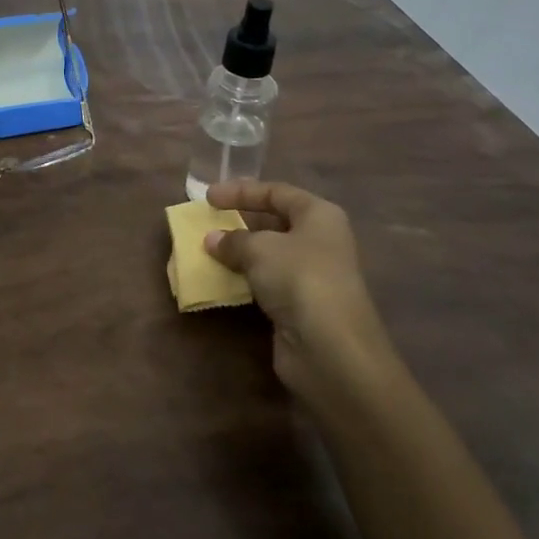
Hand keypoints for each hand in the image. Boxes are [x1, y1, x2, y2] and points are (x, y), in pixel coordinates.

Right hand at [204, 179, 397, 400]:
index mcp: (319, 215)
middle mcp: (320, 240)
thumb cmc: (299, 278)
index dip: (242, 191)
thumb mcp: (260, 249)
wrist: (330, 348)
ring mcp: (312, 274)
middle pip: (276, 221)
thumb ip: (233, 240)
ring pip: (270, 254)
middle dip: (241, 221)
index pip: (277, 192)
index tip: (208, 197)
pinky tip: (223, 279)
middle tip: (208, 222)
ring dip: (240, 252)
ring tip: (208, 250)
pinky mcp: (301, 305)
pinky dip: (246, 278)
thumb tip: (212, 239)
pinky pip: (268, 282)